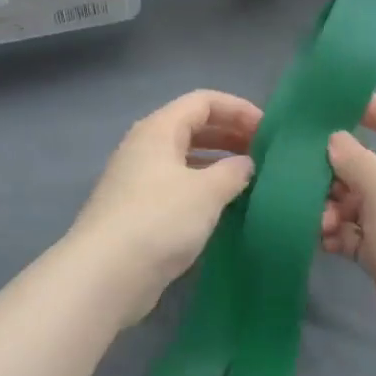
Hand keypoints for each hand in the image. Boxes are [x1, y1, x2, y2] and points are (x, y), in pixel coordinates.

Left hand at [68, 89, 261, 324]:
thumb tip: (245, 164)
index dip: (238, 109)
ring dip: (218, 164)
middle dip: (230, 135)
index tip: (269, 131)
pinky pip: (177, 187)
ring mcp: (138, 181)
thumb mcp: (206, 192)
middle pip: (192, 127)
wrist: (106, 274)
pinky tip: (223, 208)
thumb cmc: (159, 221)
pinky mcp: (137, 212)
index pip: (203, 101)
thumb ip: (233, 171)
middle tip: (263, 154)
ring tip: (249, 180)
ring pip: (185, 159)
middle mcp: (144, 148)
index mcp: (158, 130)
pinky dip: (203, 189)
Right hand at [322, 95, 375, 361]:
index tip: (324, 109)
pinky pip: (351, 234)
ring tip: (322, 223)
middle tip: (304, 178)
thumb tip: (334, 139)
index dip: (366, 107)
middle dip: (334, 169)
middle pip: (365, 163)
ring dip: (331, 207)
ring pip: (353, 201)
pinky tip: (324, 240)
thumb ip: (355, 159)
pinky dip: (337, 234)